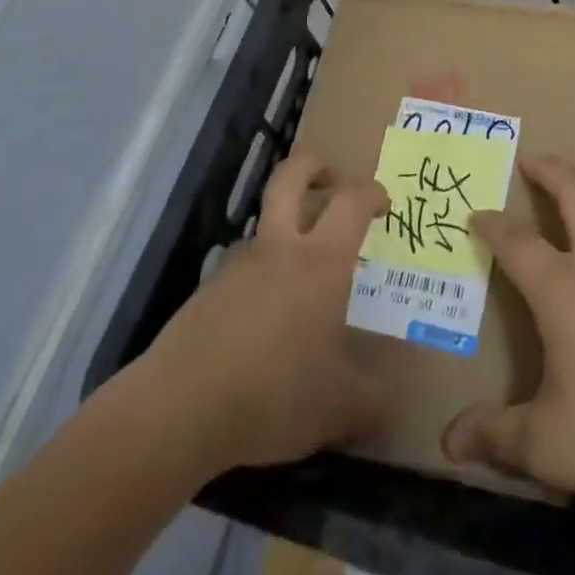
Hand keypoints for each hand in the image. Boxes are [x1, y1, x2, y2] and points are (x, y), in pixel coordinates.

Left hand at [102, 152, 390, 475]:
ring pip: (263, 223)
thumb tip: (395, 405)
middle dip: (313, 165)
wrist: (178, 410)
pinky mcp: (206, 291)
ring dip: (282, 227)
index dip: (371, 193)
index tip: (383, 204)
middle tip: (330, 176)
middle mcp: (279, 248)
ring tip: (300, 270)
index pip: (351, 202)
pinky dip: (258, 274)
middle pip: (291, 176)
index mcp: (321, 261)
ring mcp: (237, 265)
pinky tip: (263, 318)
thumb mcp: (337, 407)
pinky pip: (241, 266)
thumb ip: (372, 402)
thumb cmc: (273, 393)